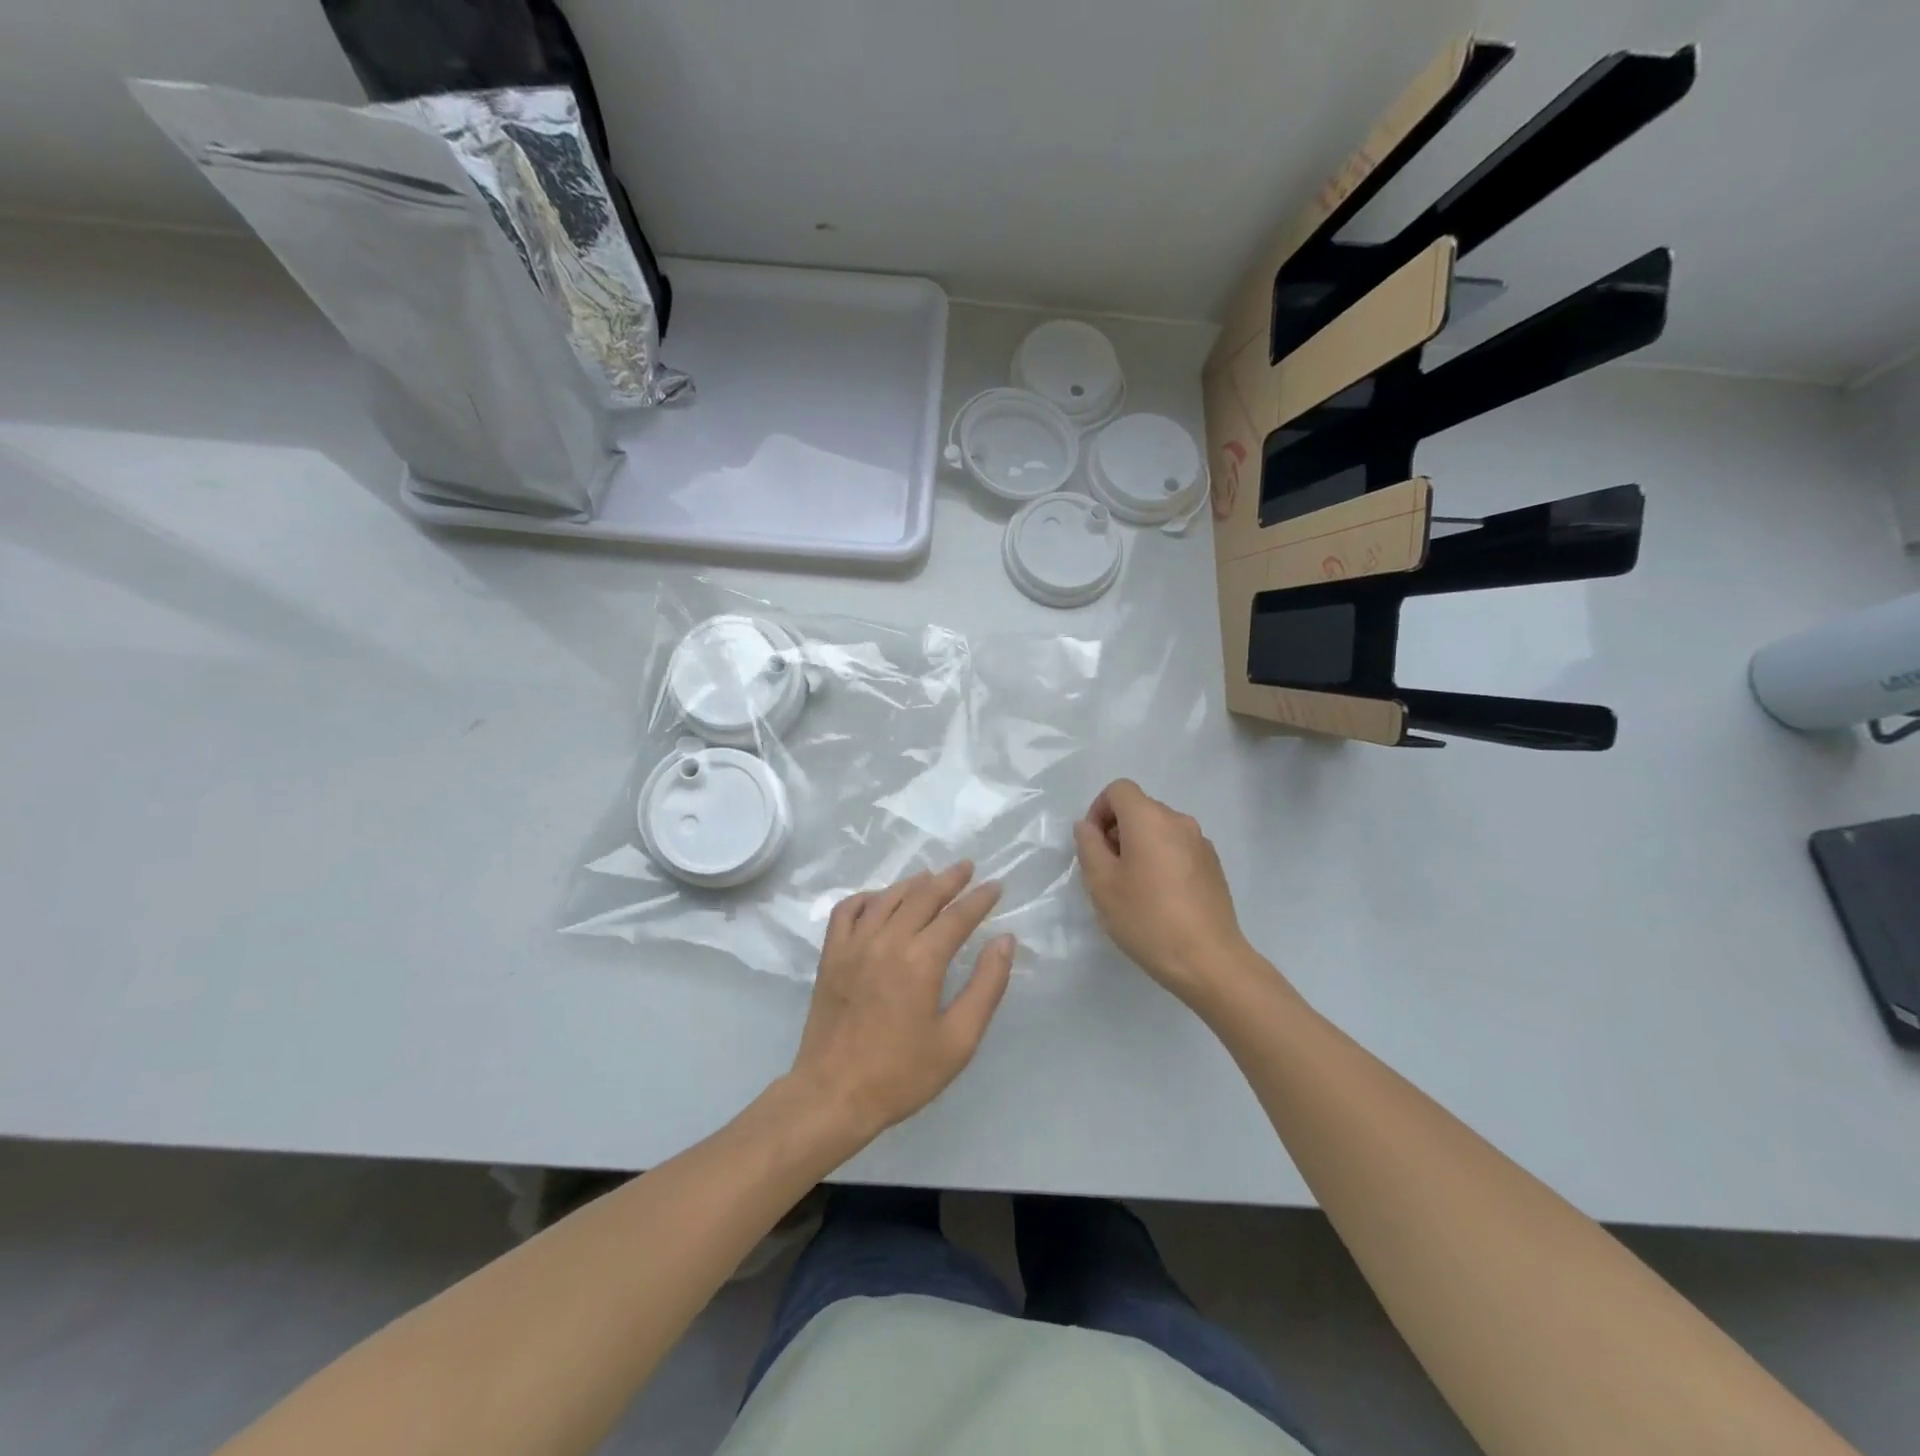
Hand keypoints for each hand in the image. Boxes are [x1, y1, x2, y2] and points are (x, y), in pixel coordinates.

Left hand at [790, 863, 1014, 1145]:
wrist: (833, 1095)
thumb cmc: (901, 1074)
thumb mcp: (958, 1040)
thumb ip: (986, 986)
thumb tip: (1004, 941)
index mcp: (921, 960)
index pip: (957, 916)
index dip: (979, 899)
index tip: (996, 886)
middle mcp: (887, 940)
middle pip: (923, 896)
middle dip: (949, 879)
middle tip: (967, 867)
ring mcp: (854, 944)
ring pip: (887, 897)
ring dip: (913, 883)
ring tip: (931, 877)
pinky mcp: (831, 955)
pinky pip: (848, 910)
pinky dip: (867, 897)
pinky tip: (880, 899)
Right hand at [1073, 780, 1253, 1007]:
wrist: (1208, 960)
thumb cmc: (1147, 918)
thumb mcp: (1102, 883)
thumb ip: (1088, 845)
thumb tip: (1088, 826)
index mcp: (1150, 819)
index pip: (1119, 790)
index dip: (1099, 810)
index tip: (1093, 845)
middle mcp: (1179, 821)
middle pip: (1140, 809)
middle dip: (1117, 831)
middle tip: (1108, 872)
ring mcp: (1201, 843)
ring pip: (1159, 830)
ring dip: (1140, 847)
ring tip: (1133, 888)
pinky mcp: (1213, 865)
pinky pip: (1178, 848)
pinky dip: (1162, 860)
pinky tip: (1160, 898)